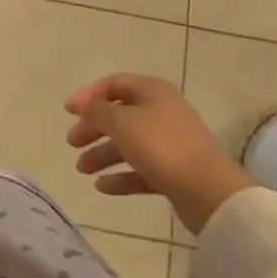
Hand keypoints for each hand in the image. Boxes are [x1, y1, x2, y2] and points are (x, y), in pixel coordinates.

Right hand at [63, 75, 252, 234]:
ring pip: (128, 144)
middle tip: (72, 143)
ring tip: (81, 169)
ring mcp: (169, 143)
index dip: (88, 95)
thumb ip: (97, 110)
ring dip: (103, 154)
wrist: (209, 193)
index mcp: (152, 91)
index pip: (113, 84)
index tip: (67, 112)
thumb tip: (83, 104)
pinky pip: (141, 169)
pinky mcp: (174, 172)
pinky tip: (102, 187)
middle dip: (93, 128)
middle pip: (119, 115)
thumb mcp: (121, 122)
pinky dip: (121, 176)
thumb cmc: (161, 147)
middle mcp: (162, 112)